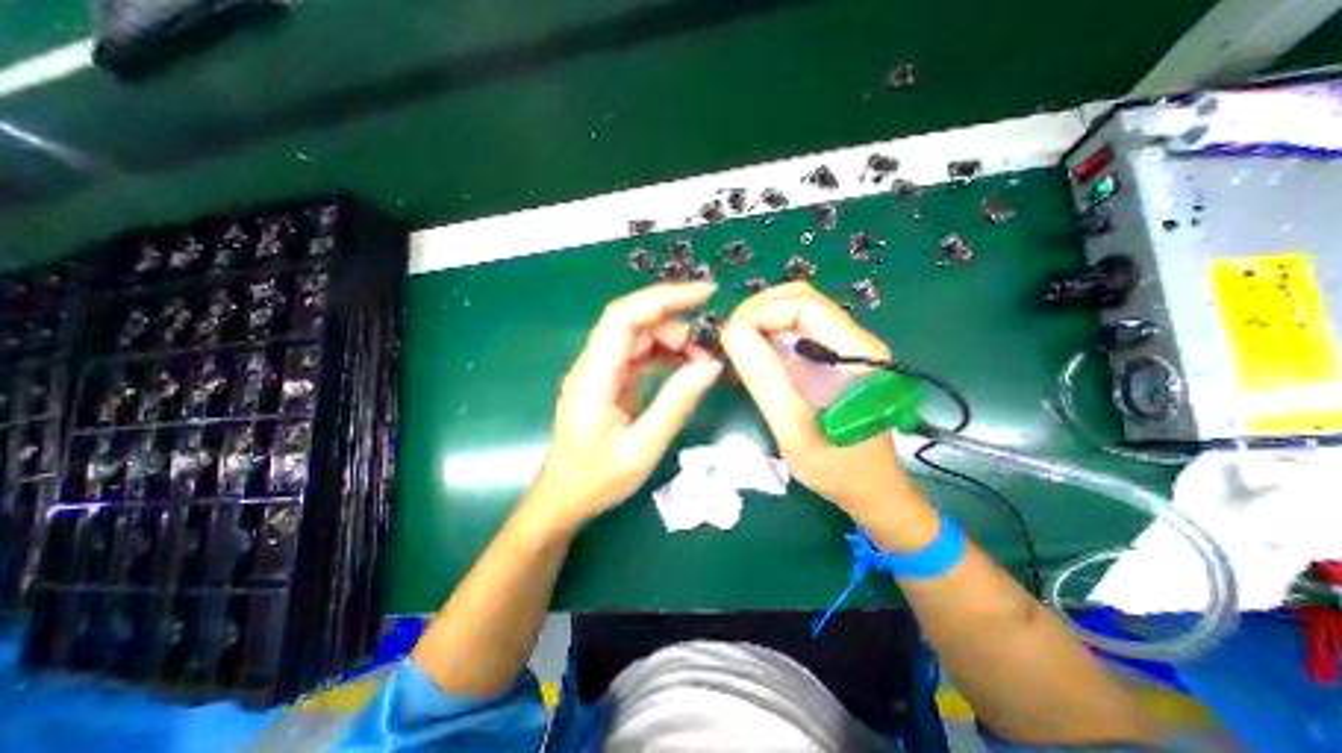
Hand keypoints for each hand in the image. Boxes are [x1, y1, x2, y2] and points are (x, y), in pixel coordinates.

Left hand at [533, 281, 723, 529]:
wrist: (565, 497)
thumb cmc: (598, 480)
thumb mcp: (643, 448)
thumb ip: (676, 404)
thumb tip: (711, 366)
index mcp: (593, 377)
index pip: (625, 317)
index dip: (663, 298)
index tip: (705, 294)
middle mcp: (593, 364)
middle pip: (633, 321)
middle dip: (674, 321)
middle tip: (707, 346)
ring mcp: (600, 371)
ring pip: (638, 336)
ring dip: (672, 340)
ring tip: (701, 362)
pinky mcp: (608, 380)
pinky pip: (639, 354)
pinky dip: (665, 354)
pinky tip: (685, 367)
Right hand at [724, 284, 922, 524]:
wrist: (870, 489)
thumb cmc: (836, 467)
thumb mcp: (793, 428)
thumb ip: (764, 379)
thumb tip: (732, 333)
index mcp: (856, 353)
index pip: (803, 305)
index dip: (761, 313)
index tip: (730, 339)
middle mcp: (854, 340)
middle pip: (801, 300)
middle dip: (758, 311)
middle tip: (730, 340)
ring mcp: (845, 348)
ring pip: (797, 313)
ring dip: (762, 322)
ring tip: (738, 348)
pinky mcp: (834, 359)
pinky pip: (798, 333)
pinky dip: (770, 337)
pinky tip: (754, 357)